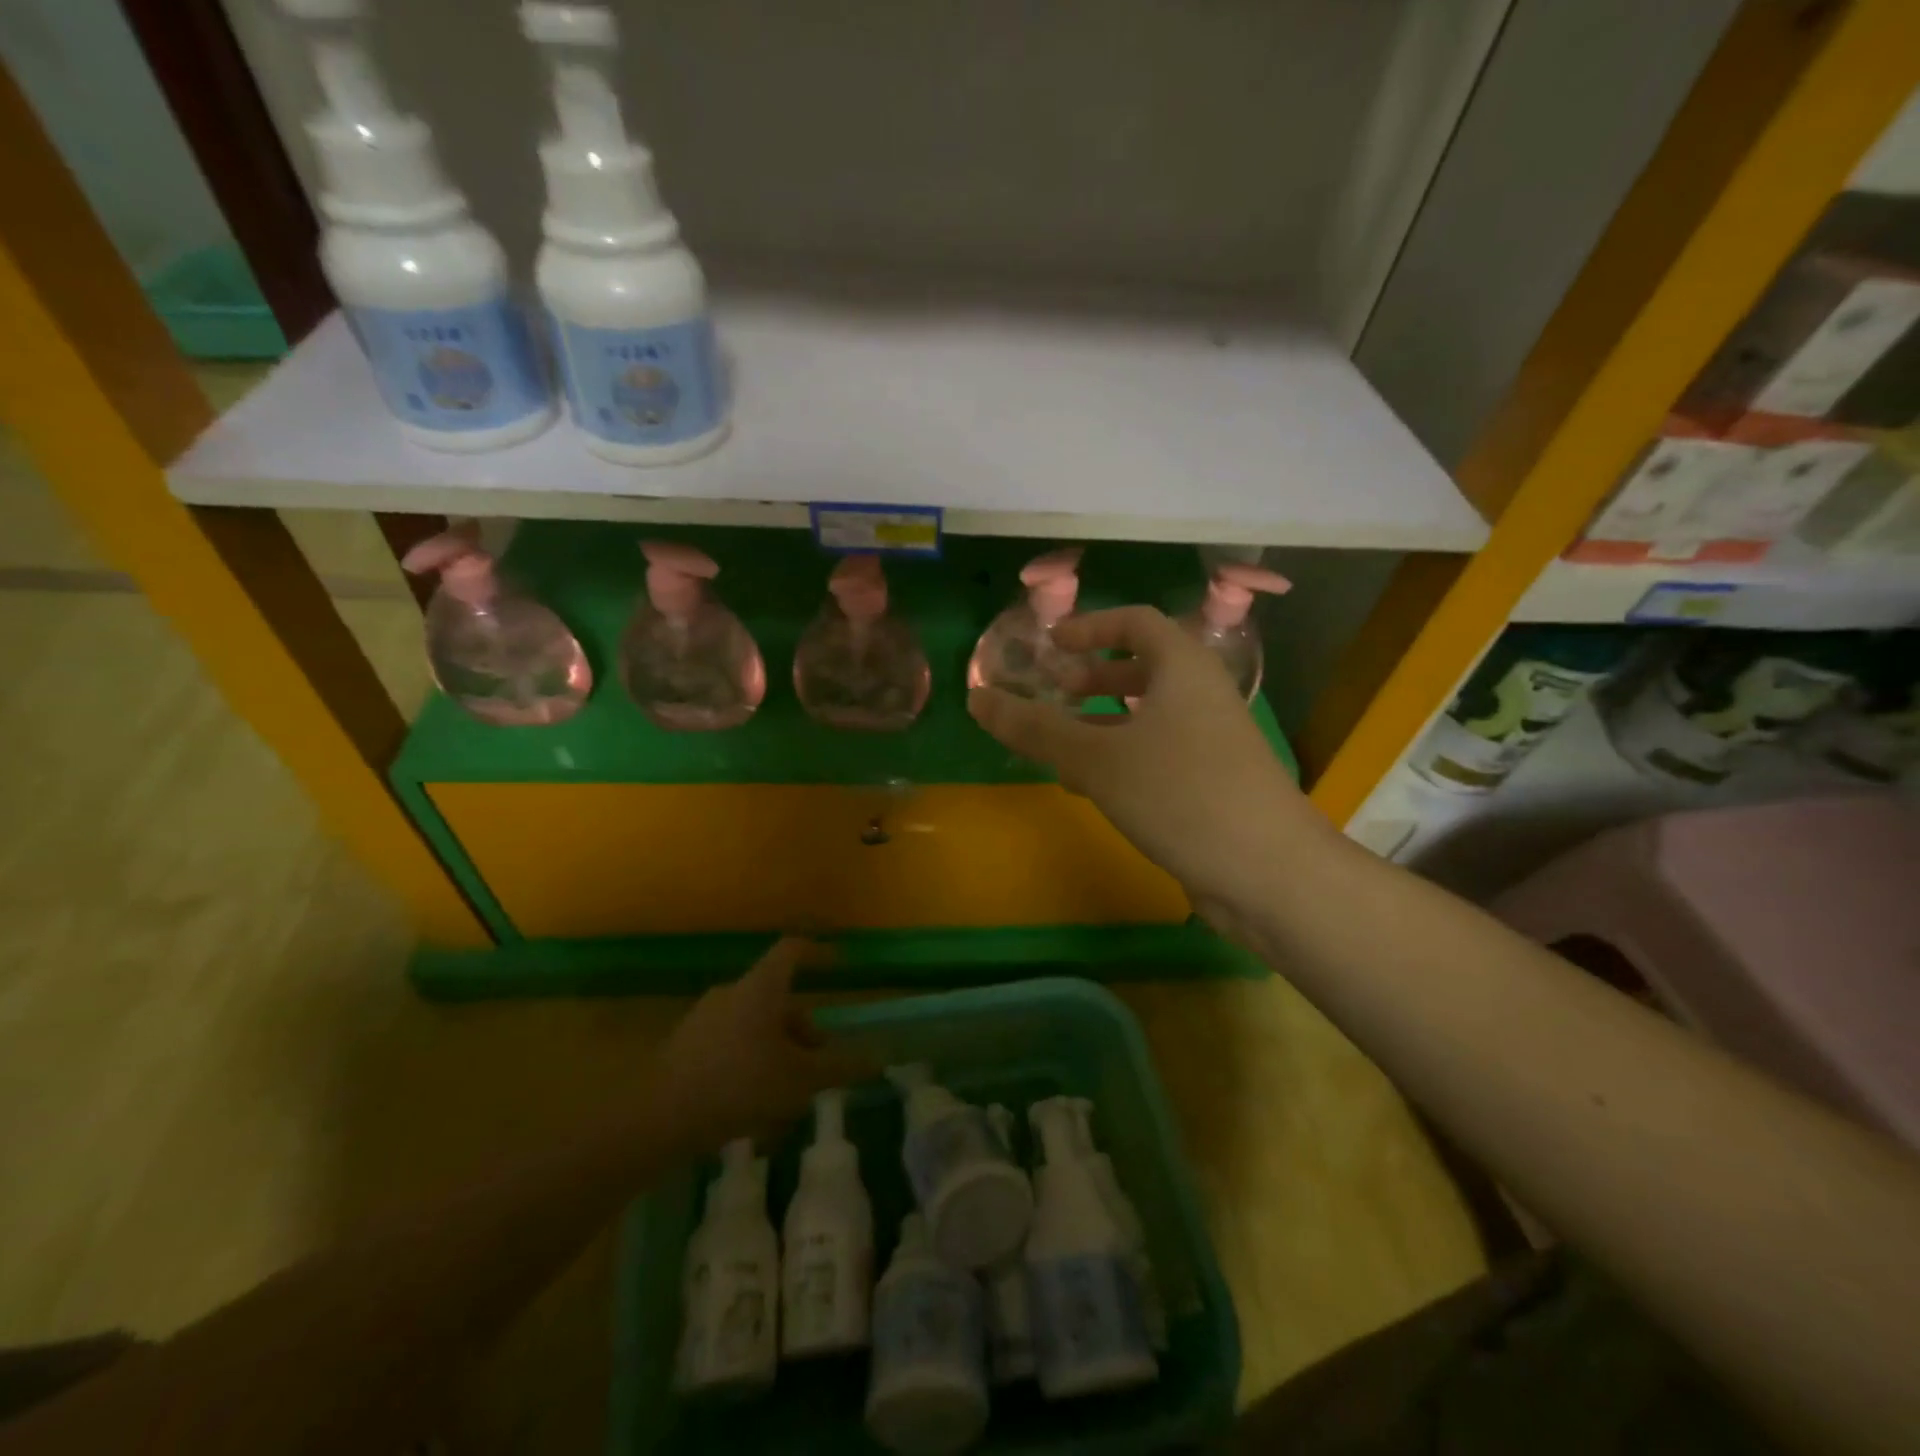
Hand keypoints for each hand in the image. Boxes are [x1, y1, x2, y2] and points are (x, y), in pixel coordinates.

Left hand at [647, 938, 870, 1153]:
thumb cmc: (737, 1085)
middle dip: (802, 1030)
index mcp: (760, 988)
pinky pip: (729, 1047)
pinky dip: (750, 1067)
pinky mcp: (684, 1049)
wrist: (656, 1118)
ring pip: (753, 1028)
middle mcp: (731, 994)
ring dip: (777, 1054)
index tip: (838, 964)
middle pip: (776, 1000)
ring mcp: (703, 1020)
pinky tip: (754, 1110)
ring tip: (788, 1099)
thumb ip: (838, 1068)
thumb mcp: (798, 1080)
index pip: (792, 951)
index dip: (817, 953)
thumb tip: (877, 1059)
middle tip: (817, 1066)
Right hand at [968, 606, 1334, 927]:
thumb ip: (1036, 728)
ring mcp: (1211, 741)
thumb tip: (976, 699)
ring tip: (1058, 745)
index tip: (1052, 644)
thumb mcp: (1097, 758)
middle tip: (1052, 693)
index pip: (1136, 622)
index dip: (1091, 626)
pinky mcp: (1212, 783)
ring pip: (1148, 717)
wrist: (1268, 871)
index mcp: (1183, 668)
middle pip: (1143, 669)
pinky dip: (1120, 758)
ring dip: (1101, 723)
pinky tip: (1089, 787)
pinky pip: (1157, 754)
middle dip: (1093, 679)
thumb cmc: (1180, 793)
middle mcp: (1202, 695)